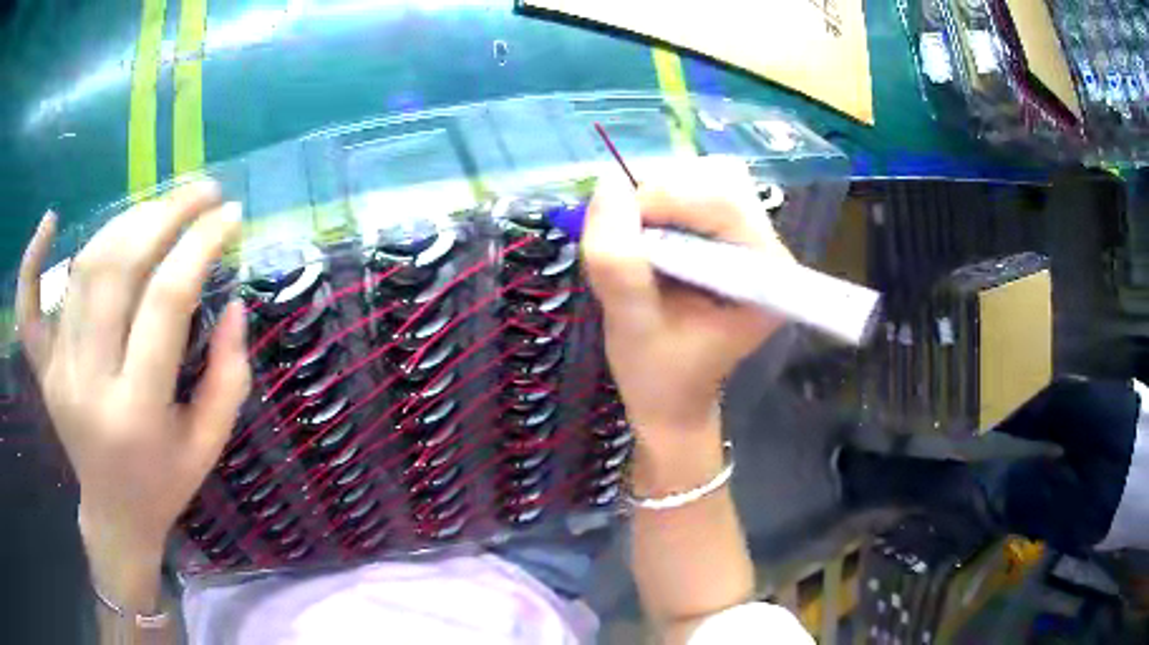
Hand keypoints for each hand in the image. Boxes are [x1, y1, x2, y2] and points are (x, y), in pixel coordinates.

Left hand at [17, 184, 249, 607]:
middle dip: (165, 216)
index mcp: (137, 412)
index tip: (230, 216)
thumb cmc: (166, 483)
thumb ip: (229, 375)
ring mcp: (58, 373)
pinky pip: (28, 309)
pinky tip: (51, 220)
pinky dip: (33, 261)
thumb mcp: (210, 443)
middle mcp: (89, 384)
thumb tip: (236, 303)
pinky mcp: (43, 370)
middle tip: (201, 192)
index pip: (166, 303)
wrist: (115, 515)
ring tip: (158, 208)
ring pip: (83, 271)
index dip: (200, 246)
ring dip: (124, 224)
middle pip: (118, 271)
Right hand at [581, 157, 788, 445]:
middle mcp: (768, 248)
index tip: (619, 229)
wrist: (673, 395)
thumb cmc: (658, 375)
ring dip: (658, 196)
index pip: (725, 204)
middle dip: (661, 195)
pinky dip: (660, 201)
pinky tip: (646, 236)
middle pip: (718, 180)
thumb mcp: (630, 328)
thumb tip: (608, 184)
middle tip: (625, 236)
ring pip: (706, 177)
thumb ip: (618, 264)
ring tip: (635, 241)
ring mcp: (751, 237)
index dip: (666, 200)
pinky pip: (696, 190)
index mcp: (764, 276)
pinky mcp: (730, 233)